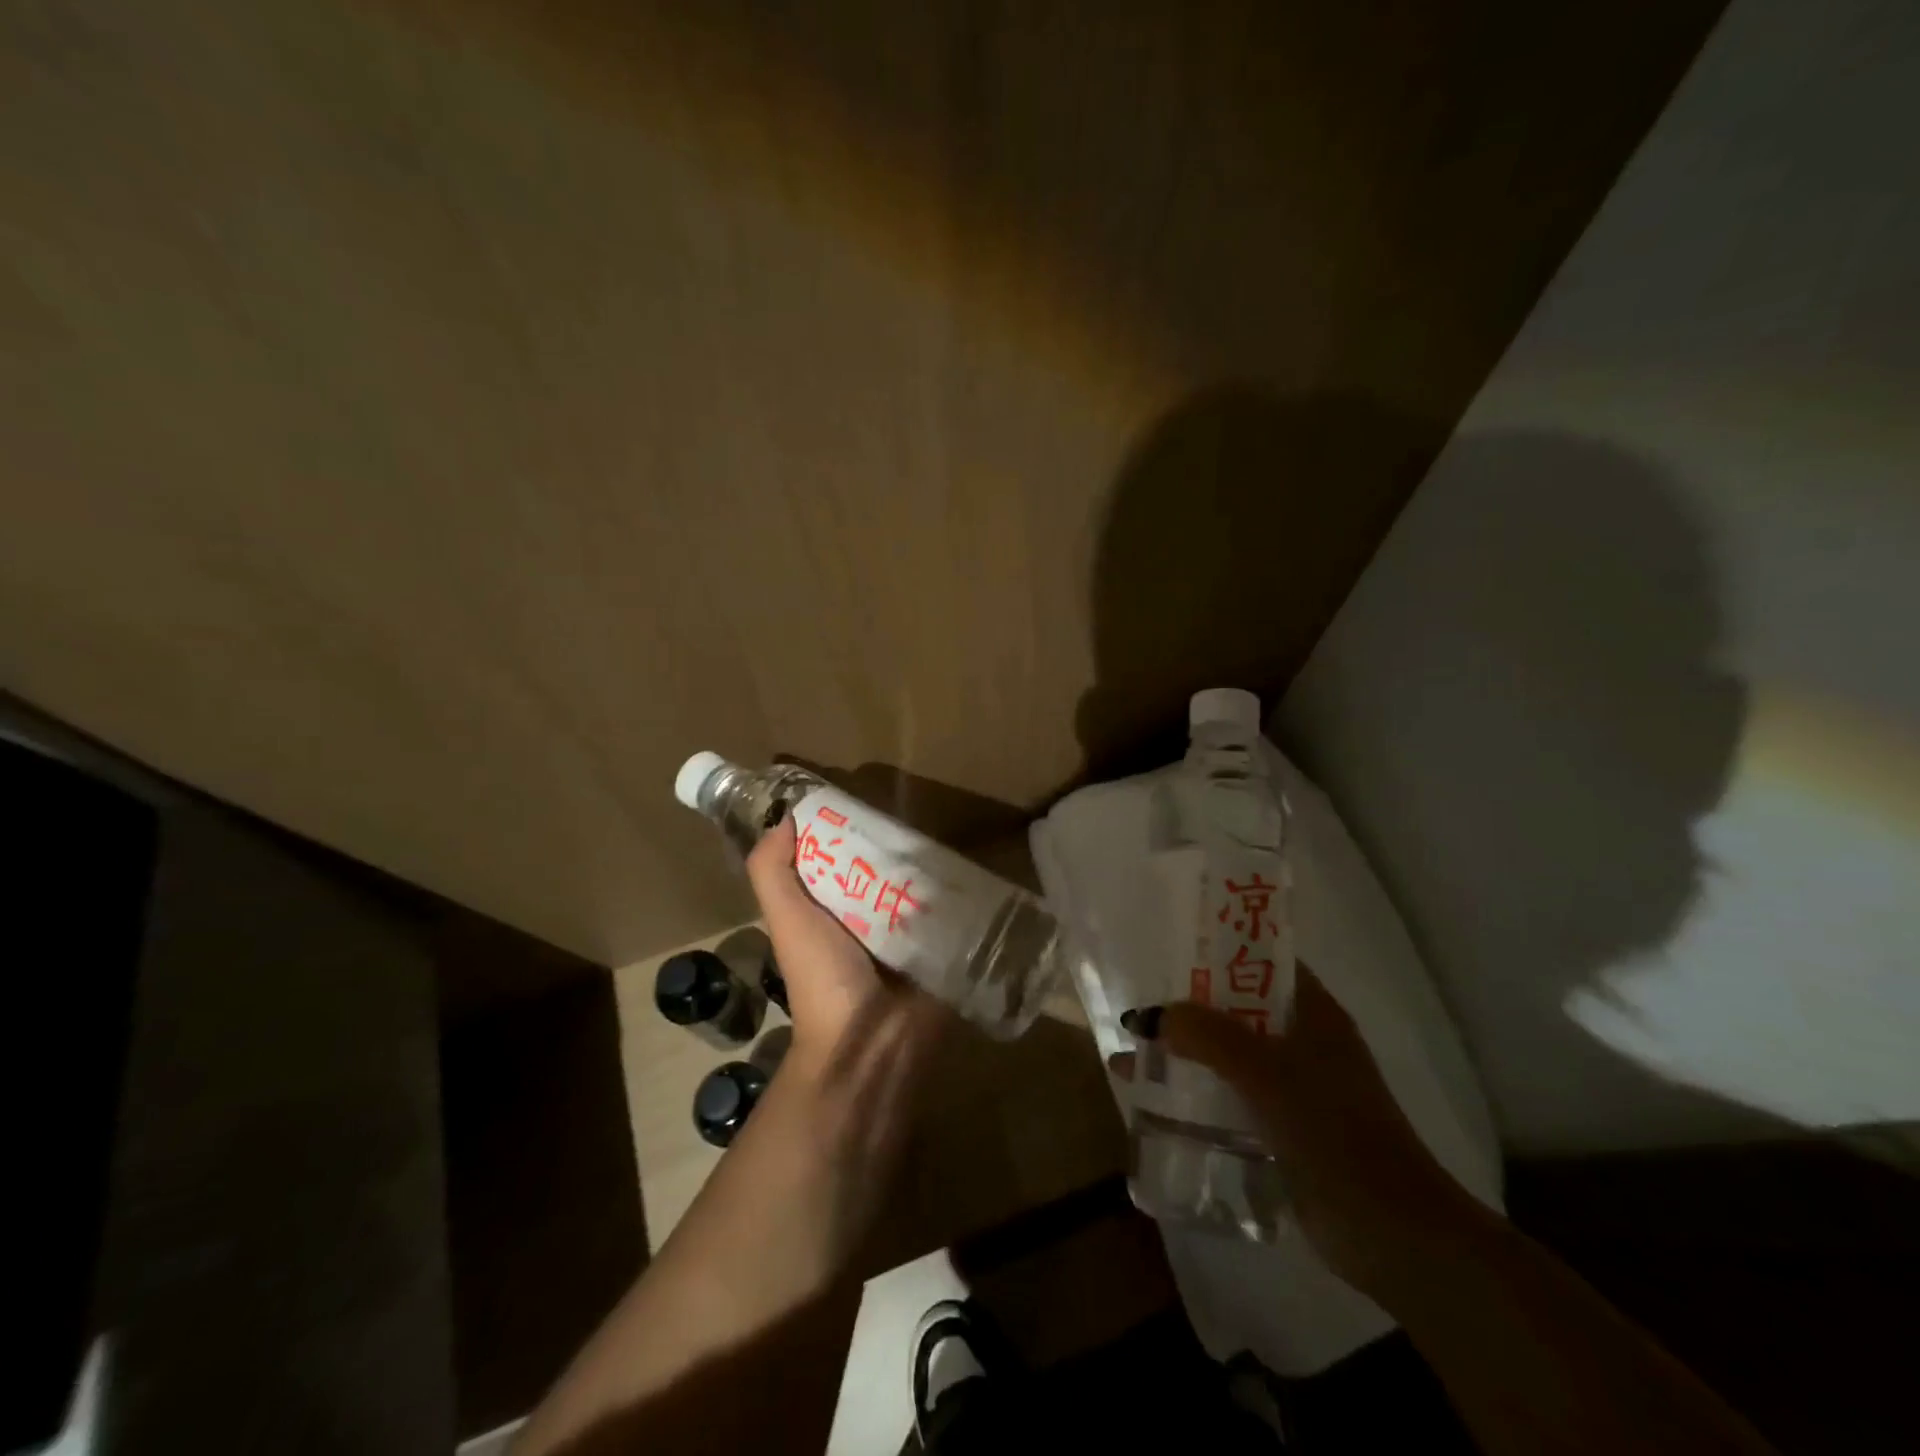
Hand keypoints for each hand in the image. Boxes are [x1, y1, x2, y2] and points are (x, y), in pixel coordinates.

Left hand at [744, 809, 945, 1162]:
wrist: (870, 1043)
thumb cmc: (823, 977)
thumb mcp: (787, 920)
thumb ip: (773, 872)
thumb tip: (786, 818)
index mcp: (831, 907)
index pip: (841, 855)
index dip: (849, 827)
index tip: (869, 797)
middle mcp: (868, 916)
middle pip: (885, 866)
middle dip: (898, 841)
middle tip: (922, 810)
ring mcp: (908, 933)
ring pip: (920, 884)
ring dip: (932, 864)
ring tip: (953, 830)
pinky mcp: (940, 946)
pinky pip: (950, 910)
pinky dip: (958, 891)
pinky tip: (974, 865)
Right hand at [1127, 965, 1490, 1298]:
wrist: (1391, 1233)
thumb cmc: (1333, 1131)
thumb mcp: (1265, 1071)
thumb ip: (1206, 1035)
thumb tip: (1150, 1016)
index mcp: (1313, 1013)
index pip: (1261, 961)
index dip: (1217, 950)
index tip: (1168, 949)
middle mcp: (1304, 1042)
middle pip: (1236, 1009)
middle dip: (1187, 1007)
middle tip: (1137, 1003)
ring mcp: (1295, 1088)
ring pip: (1228, 1055)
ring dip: (1185, 1053)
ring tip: (1131, 1055)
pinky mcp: (1284, 1129)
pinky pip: (1230, 1096)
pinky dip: (1196, 1094)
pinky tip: (1155, 1104)